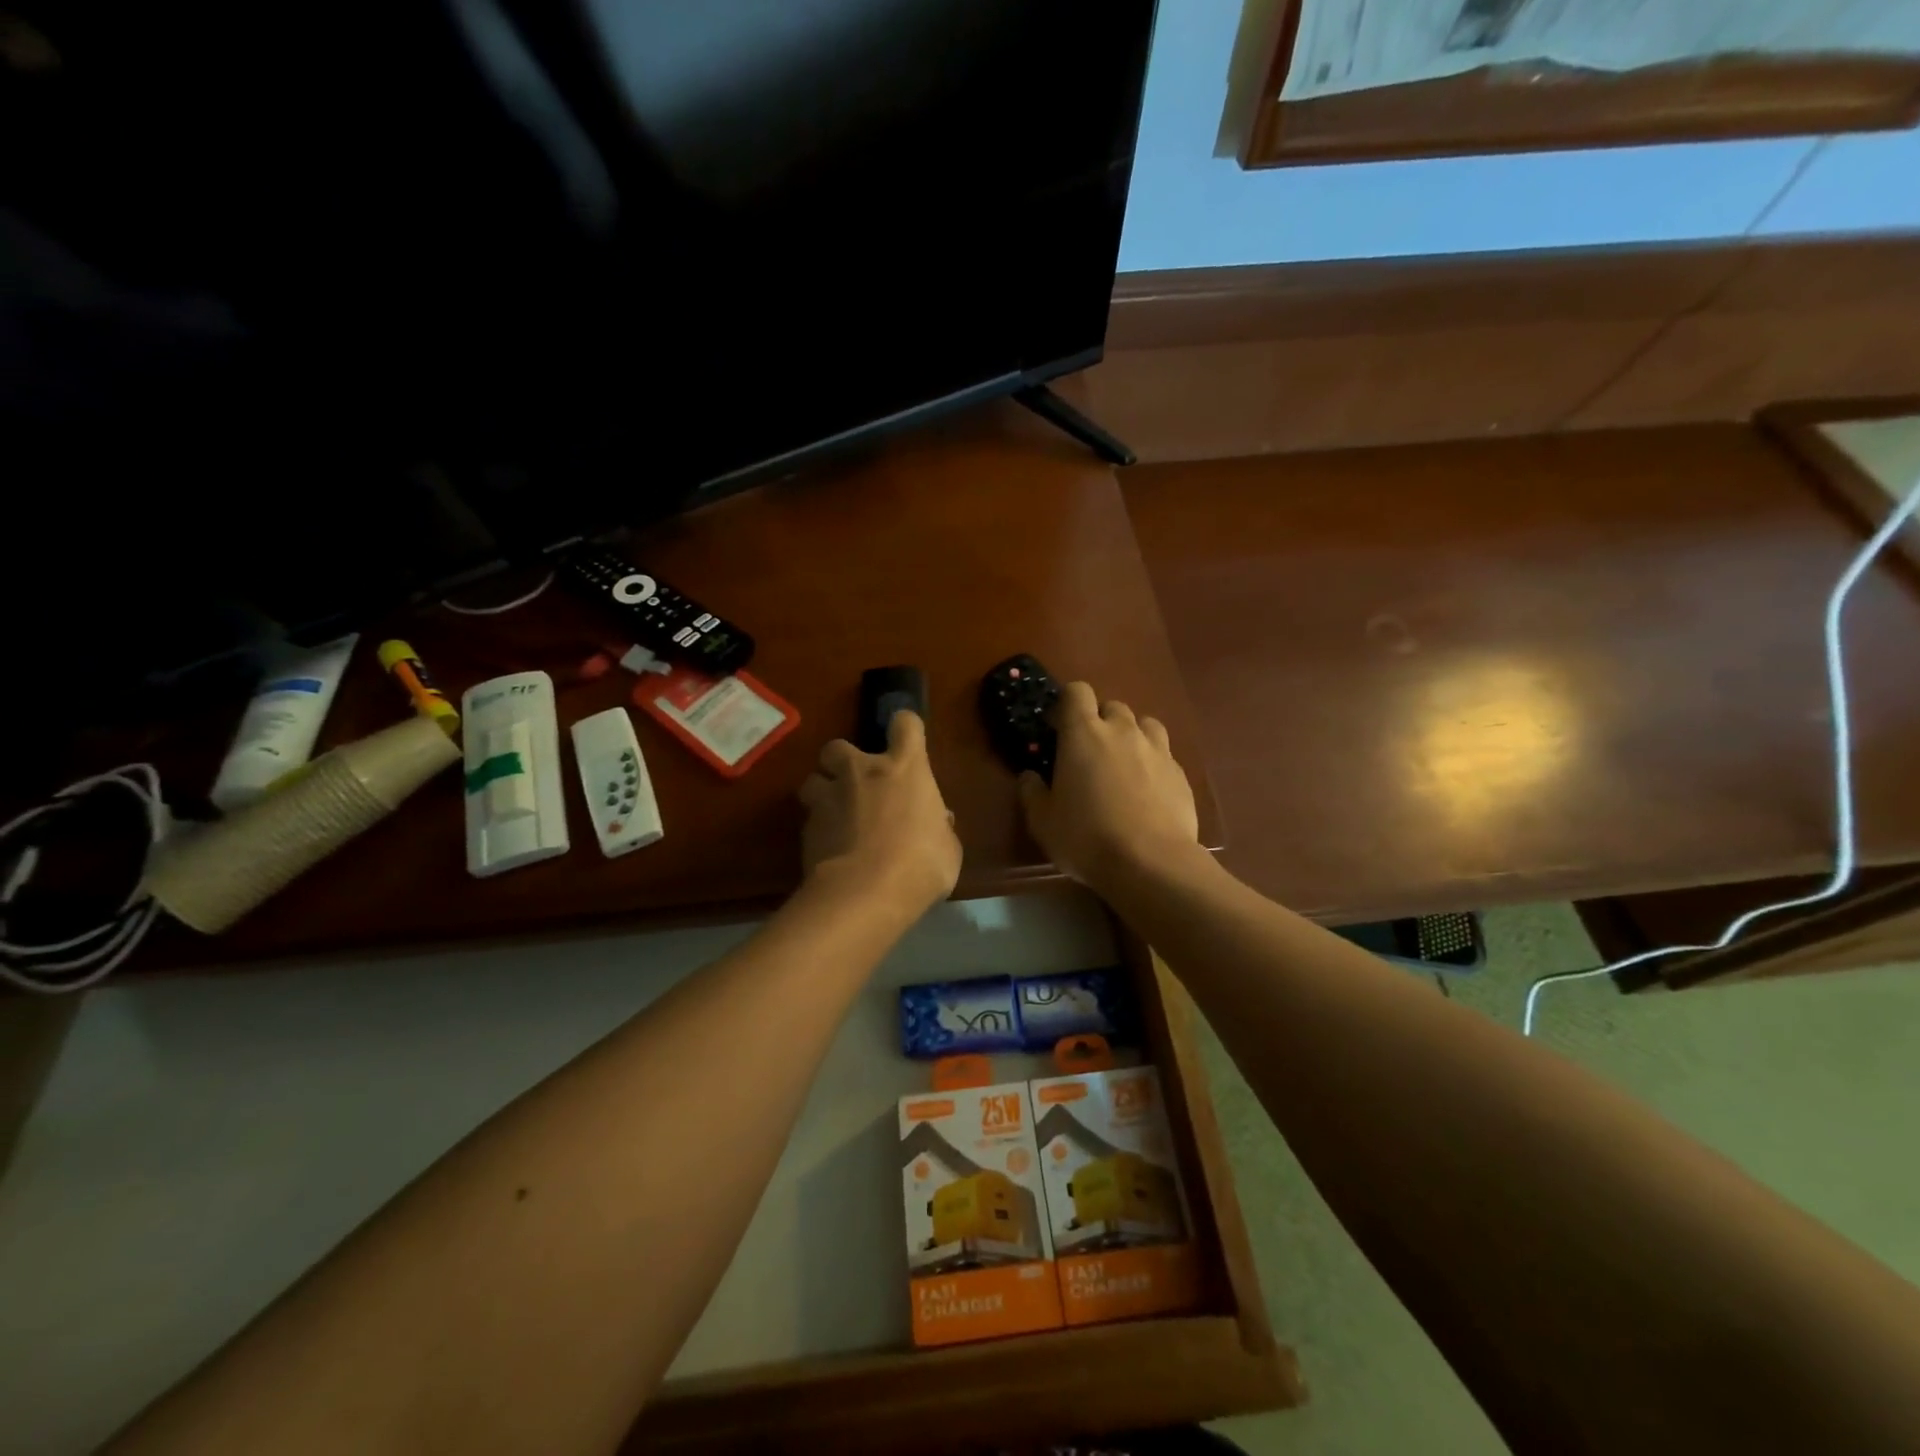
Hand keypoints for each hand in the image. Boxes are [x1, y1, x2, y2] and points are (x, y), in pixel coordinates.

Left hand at [800, 711, 960, 915]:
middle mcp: (862, 772)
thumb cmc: (920, 865)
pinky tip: (829, 850)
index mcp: (905, 769)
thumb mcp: (947, 848)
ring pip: (813, 780)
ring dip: (823, 793)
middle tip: (856, 783)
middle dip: (843, 761)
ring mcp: (829, 798)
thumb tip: (937, 821)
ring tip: (834, 816)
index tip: (907, 739)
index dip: (906, 728)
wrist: (865, 893)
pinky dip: (819, 830)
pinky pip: (810, 819)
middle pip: (839, 747)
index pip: (906, 724)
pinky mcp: (807, 828)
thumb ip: (939, 829)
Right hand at [1018, 682, 1198, 894]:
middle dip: (1100, 721)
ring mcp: (1156, 749)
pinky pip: (1163, 753)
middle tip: (1090, 751)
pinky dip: (1152, 762)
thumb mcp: (1043, 822)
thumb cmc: (1087, 838)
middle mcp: (1122, 731)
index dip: (1067, 703)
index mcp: (1083, 734)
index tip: (1058, 727)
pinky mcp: (1180, 772)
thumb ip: (1032, 793)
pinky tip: (1147, 790)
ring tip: (1123, 763)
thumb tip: (1029, 776)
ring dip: (1131, 735)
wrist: (1152, 863)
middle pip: (1112, 706)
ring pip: (1144, 724)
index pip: (1077, 692)